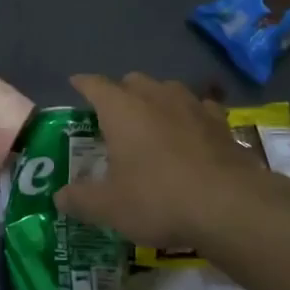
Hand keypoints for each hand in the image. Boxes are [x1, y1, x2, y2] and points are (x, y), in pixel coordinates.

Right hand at [56, 73, 289, 250]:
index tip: (75, 83)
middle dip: (120, 92)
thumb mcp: (109, 207)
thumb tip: (59, 197)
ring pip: (167, 90)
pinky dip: (190, 116)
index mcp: (121, 109)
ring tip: (152, 121)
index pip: (94, 85)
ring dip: (156, 100)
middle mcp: (155, 96)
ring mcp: (192, 105)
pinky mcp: (221, 122)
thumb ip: (80, 199)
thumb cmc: (158, 198)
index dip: (83, 84)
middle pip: (133, 81)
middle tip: (113, 115)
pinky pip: (199, 108)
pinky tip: (191, 133)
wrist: (230, 206)